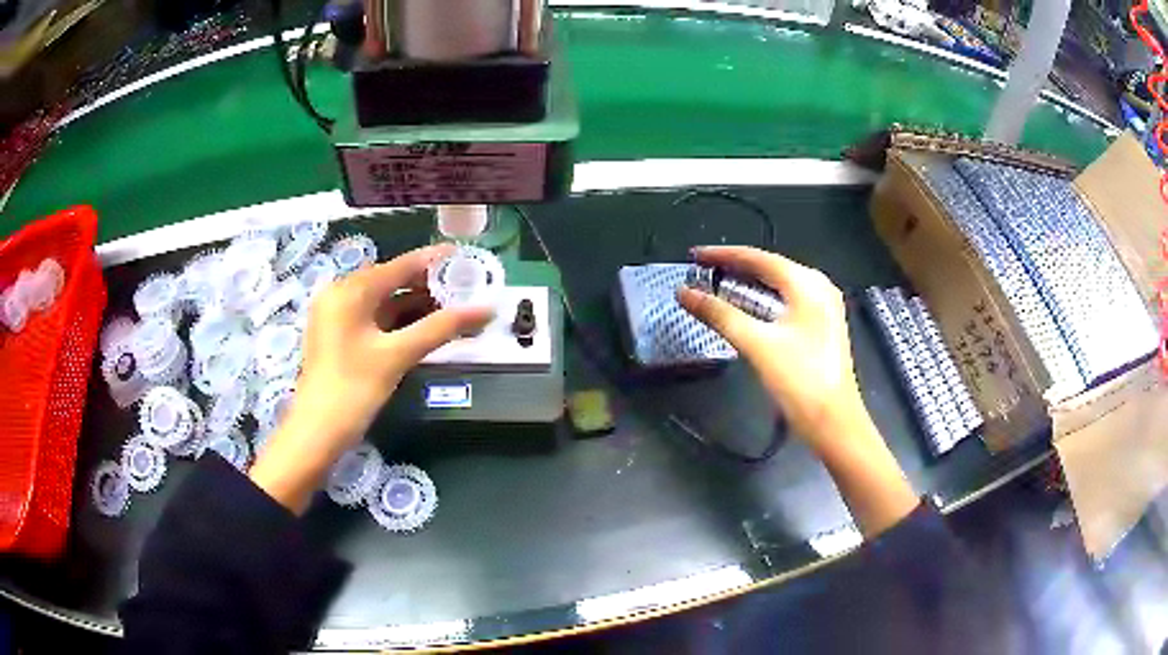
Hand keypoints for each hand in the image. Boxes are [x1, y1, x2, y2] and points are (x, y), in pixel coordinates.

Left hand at [250, 244, 492, 512]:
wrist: (317, 433)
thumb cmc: (354, 389)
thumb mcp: (399, 355)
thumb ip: (442, 328)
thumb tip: (486, 309)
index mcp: (350, 291)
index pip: (399, 266)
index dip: (433, 260)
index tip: (464, 255)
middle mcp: (340, 295)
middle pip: (391, 281)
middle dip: (427, 285)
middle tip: (464, 287)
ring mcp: (337, 316)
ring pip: (383, 301)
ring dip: (415, 305)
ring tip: (453, 307)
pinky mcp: (339, 337)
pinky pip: (374, 318)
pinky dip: (399, 320)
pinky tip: (425, 326)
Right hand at [678, 246, 917, 536]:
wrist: (834, 423)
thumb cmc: (799, 380)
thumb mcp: (757, 345)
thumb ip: (720, 315)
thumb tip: (684, 292)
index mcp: (807, 284)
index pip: (759, 258)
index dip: (724, 255)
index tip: (693, 256)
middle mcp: (819, 287)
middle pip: (771, 268)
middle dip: (735, 267)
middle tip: (701, 271)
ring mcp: (823, 307)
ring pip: (779, 285)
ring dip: (748, 284)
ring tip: (717, 285)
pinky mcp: (821, 326)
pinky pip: (787, 301)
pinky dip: (763, 300)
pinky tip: (747, 308)